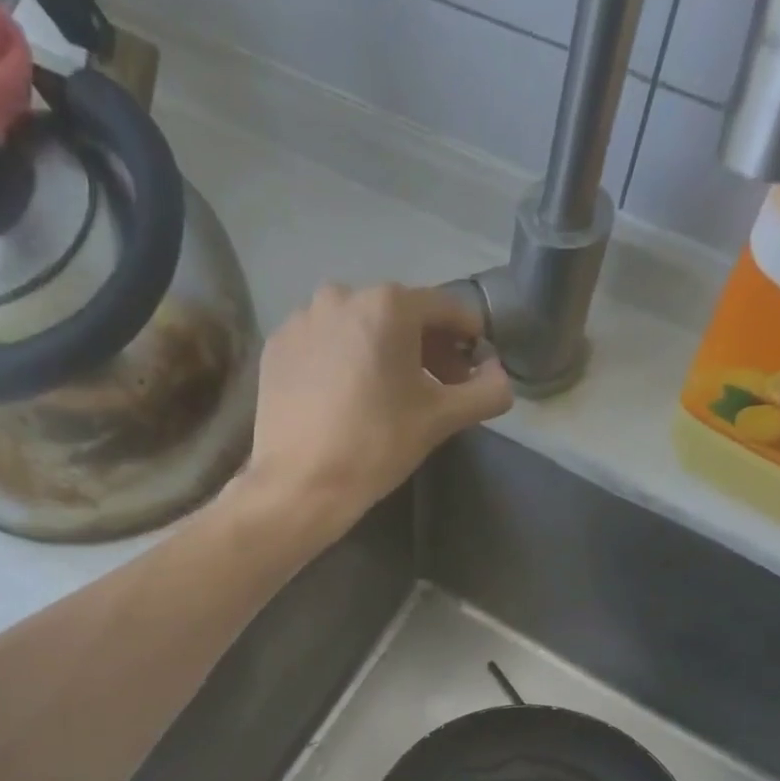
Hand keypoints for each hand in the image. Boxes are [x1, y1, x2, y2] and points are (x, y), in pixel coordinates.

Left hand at [233, 283, 513, 542]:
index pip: (446, 308)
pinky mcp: (276, 347)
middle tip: (434, 388)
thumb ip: (483, 393)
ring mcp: (302, 319)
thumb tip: (502, 378)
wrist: (300, 485)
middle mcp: (342, 295)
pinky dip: (341, 362)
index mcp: (389, 305)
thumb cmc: (375, 448)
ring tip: (385, 396)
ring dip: (380, 353)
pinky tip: (344, 399)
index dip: (468, 337)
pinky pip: (322, 345)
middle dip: (424, 348)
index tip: (473, 367)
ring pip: (357, 328)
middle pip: (399, 315)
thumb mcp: (438, 421)